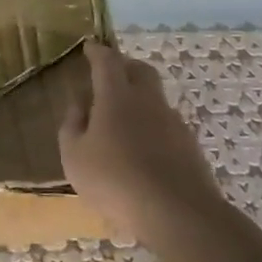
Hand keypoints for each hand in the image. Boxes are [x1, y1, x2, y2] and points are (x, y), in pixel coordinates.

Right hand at [59, 41, 220, 240]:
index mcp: (116, 96)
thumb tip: (78, 104)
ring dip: (140, 97)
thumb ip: (72, 125)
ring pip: (155, 98)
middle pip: (140, 70)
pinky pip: (166, 124)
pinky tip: (143, 147)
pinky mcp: (190, 147)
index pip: (107, 61)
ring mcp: (173, 123)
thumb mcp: (74, 155)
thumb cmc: (114, 180)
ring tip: (123, 117)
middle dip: (124, 66)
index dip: (97, 52)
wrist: (177, 213)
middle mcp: (148, 101)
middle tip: (109, 73)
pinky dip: (152, 125)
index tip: (89, 47)